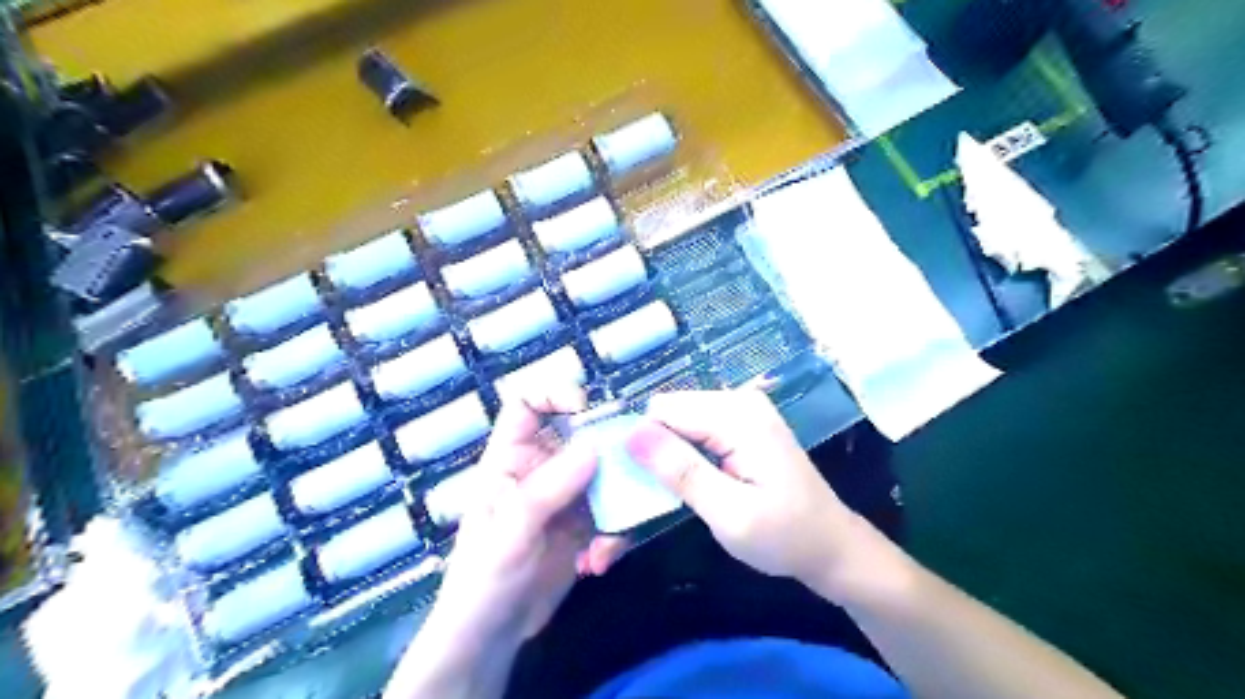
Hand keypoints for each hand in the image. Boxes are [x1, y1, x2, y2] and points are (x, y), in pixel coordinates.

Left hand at [425, 385, 604, 647]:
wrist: (493, 637)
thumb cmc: (484, 580)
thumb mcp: (511, 532)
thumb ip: (548, 489)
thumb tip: (593, 447)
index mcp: (510, 459)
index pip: (526, 405)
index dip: (553, 395)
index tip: (586, 408)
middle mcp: (541, 469)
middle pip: (579, 434)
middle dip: (607, 450)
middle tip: (629, 471)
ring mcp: (566, 496)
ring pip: (605, 472)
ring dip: (617, 500)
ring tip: (608, 538)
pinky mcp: (585, 523)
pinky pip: (613, 509)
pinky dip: (616, 531)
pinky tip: (600, 560)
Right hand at [623, 389, 868, 590]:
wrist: (830, 546)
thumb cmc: (784, 537)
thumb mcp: (730, 514)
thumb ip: (682, 472)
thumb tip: (632, 434)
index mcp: (738, 416)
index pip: (662, 410)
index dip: (642, 446)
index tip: (638, 484)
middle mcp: (739, 400)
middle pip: (669, 411)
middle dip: (654, 450)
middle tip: (659, 495)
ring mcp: (742, 409)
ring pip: (678, 420)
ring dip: (668, 455)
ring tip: (674, 492)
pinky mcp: (741, 423)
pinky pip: (695, 428)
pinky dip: (685, 455)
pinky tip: (693, 482)